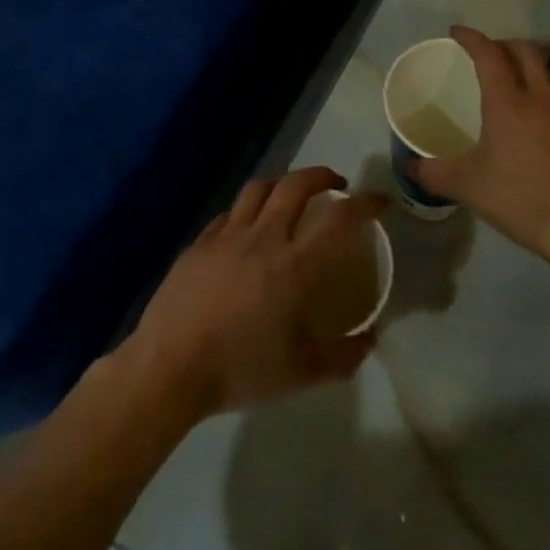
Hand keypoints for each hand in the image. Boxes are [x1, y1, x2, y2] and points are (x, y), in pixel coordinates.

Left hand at [123, 167, 382, 420]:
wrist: (169, 367)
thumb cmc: (240, 370)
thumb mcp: (302, 374)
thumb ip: (343, 356)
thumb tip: (370, 339)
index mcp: (294, 266)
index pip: (339, 219)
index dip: (365, 203)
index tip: (379, 200)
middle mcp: (263, 238)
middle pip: (296, 185)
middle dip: (323, 176)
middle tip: (337, 186)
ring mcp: (227, 236)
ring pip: (259, 188)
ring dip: (283, 183)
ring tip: (292, 196)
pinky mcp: (199, 242)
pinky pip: (230, 213)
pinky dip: (249, 210)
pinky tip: (248, 228)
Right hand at [413, 26, 549, 266]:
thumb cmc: (520, 197)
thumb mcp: (467, 186)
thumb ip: (434, 173)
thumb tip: (409, 166)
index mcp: (509, 102)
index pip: (489, 54)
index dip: (472, 38)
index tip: (456, 31)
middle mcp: (542, 99)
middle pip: (527, 52)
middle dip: (505, 44)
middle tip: (487, 52)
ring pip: (547, 77)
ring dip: (527, 71)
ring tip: (510, 87)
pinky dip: (543, 100)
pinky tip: (535, 126)